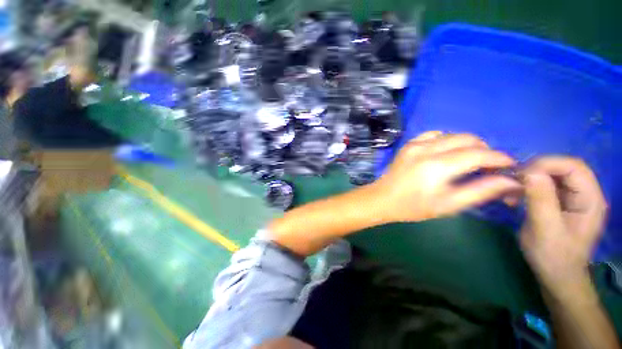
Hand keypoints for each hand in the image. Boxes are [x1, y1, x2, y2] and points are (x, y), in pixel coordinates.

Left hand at [374, 131, 520, 222]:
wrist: (382, 198)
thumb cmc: (413, 207)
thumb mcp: (448, 205)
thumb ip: (480, 191)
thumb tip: (510, 181)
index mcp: (436, 166)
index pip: (478, 154)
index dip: (499, 158)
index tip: (510, 165)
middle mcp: (426, 149)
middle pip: (467, 139)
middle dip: (485, 150)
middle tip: (488, 166)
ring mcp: (414, 144)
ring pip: (452, 134)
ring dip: (467, 144)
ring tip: (469, 160)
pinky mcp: (408, 144)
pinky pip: (434, 134)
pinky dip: (447, 140)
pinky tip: (446, 152)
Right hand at [519, 157, 607, 296]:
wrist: (556, 275)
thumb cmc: (554, 257)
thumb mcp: (545, 229)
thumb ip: (541, 199)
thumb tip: (529, 172)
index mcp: (590, 199)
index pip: (573, 167)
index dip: (547, 164)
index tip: (520, 175)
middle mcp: (585, 194)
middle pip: (561, 168)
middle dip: (534, 171)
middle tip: (512, 183)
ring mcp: (573, 199)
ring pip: (550, 176)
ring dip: (528, 180)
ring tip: (510, 193)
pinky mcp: (560, 203)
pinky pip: (543, 186)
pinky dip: (526, 188)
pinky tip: (514, 199)